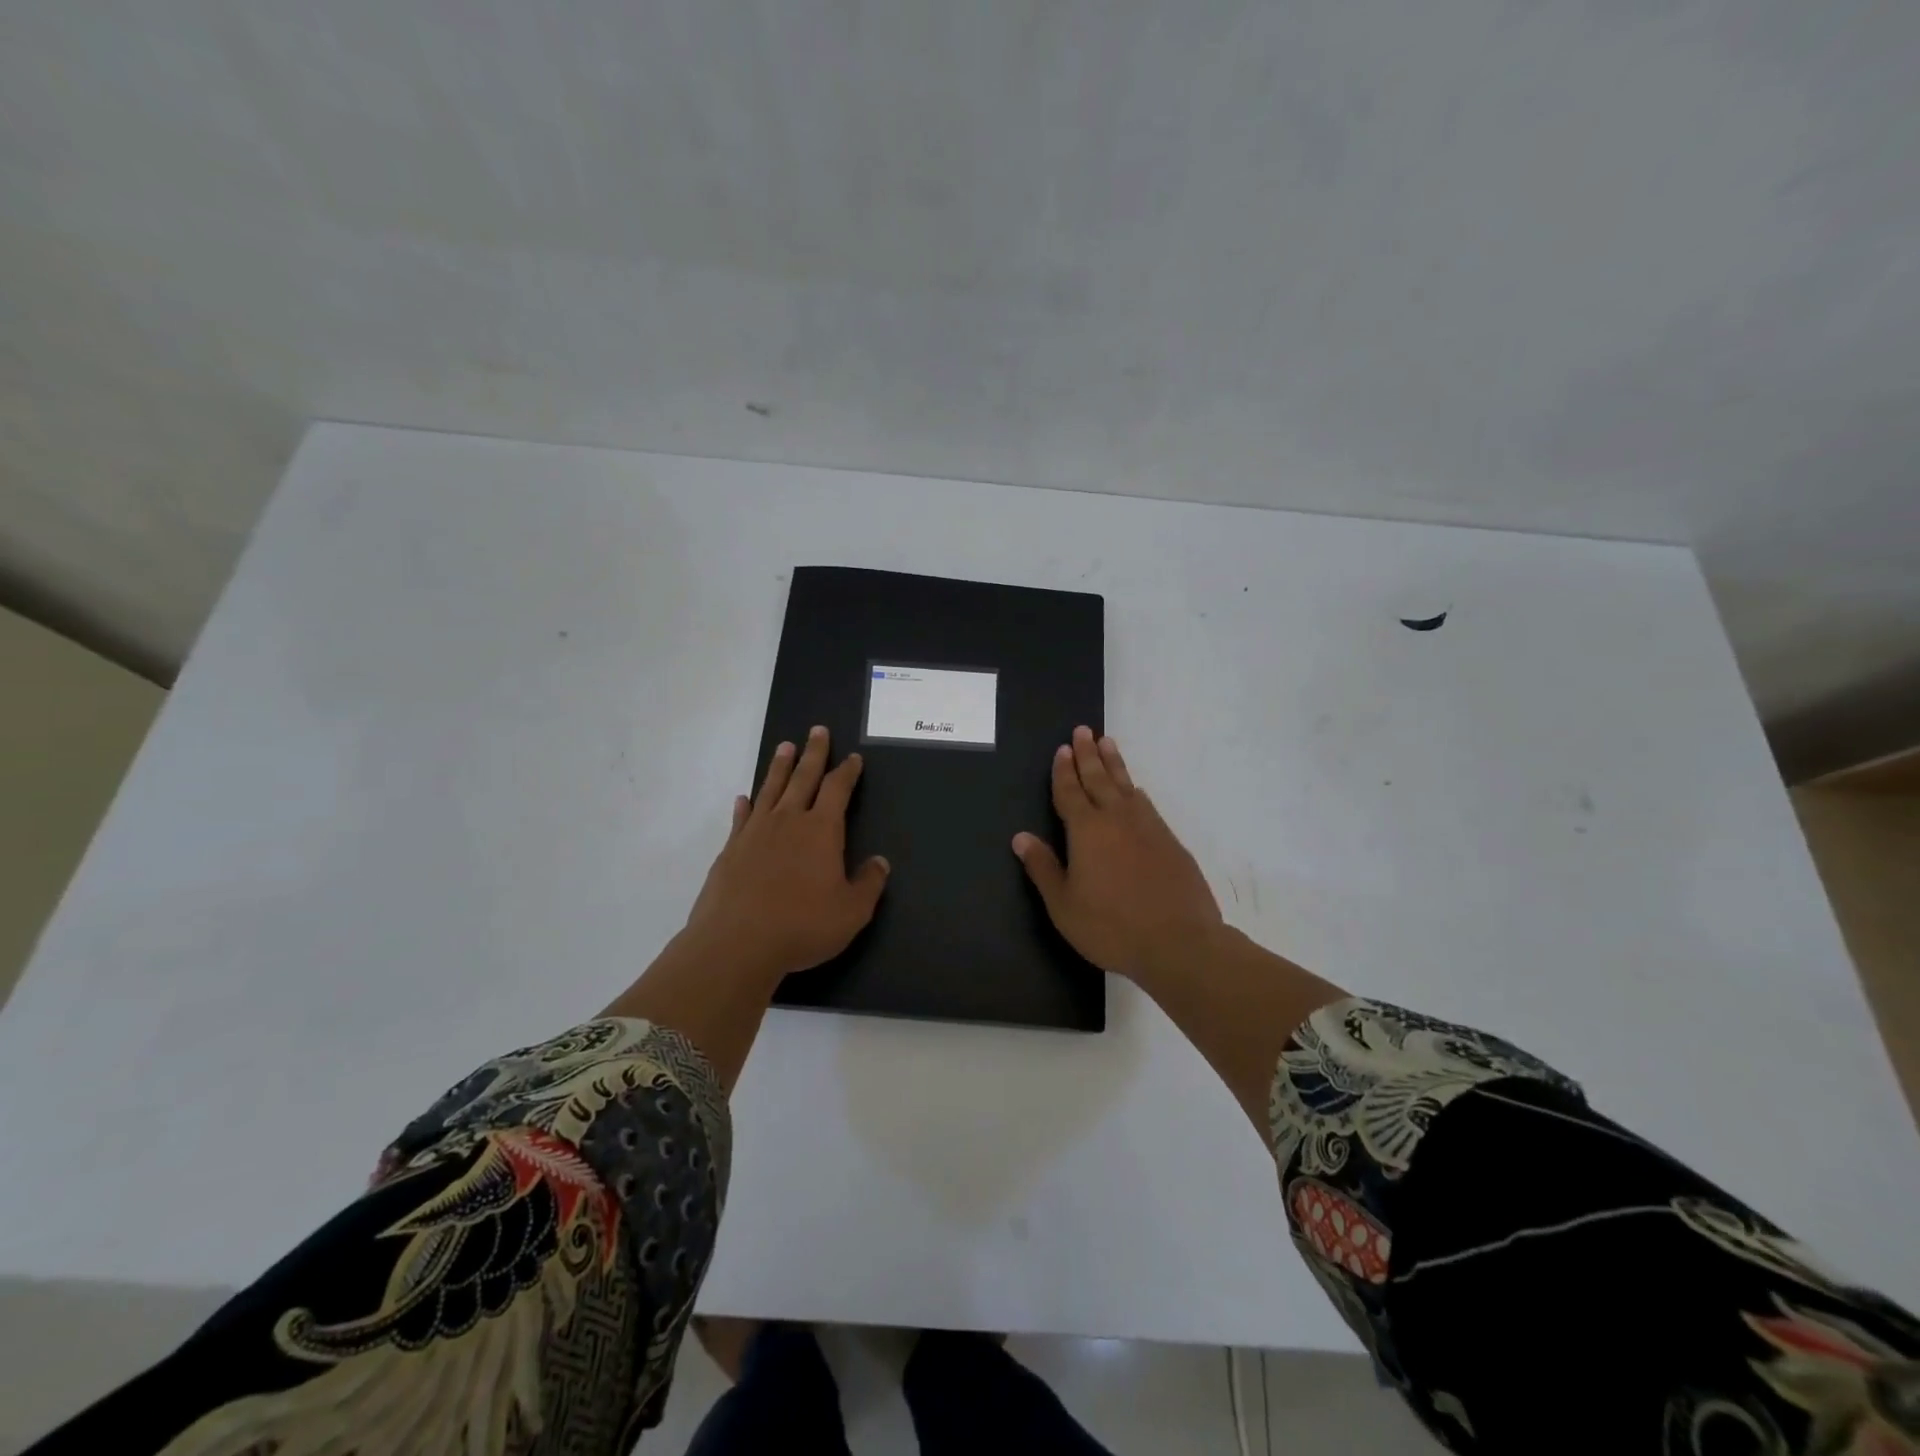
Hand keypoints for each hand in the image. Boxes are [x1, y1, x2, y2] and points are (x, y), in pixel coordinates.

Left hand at [683, 726, 890, 983]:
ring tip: (785, 747)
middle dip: (813, 753)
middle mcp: (788, 821)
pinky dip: (746, 805)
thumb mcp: (851, 911)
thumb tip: (879, 862)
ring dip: (779, 767)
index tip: (852, 758)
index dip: (847, 772)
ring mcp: (755, 833)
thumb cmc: (802, 925)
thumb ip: (868, 883)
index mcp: (821, 830)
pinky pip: (741, 818)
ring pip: (770, 789)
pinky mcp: (730, 850)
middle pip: (803, 777)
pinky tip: (744, 798)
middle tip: (817, 730)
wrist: (736, 943)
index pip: (838, 789)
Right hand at [1012, 728, 1222, 984]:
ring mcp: (1147, 827)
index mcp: (1086, 831)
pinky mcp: (1170, 841)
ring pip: (1126, 785)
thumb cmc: (1111, 926)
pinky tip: (1136, 789)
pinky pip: (1147, 804)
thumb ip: (1043, 868)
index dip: (1064, 771)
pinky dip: (1135, 790)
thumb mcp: (1064, 905)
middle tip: (1083, 731)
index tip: (1062, 749)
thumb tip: (1021, 837)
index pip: (1070, 792)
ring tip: (1107, 743)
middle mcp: (1116, 819)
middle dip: (1088, 754)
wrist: (1179, 942)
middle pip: (1099, 779)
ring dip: (1114, 763)